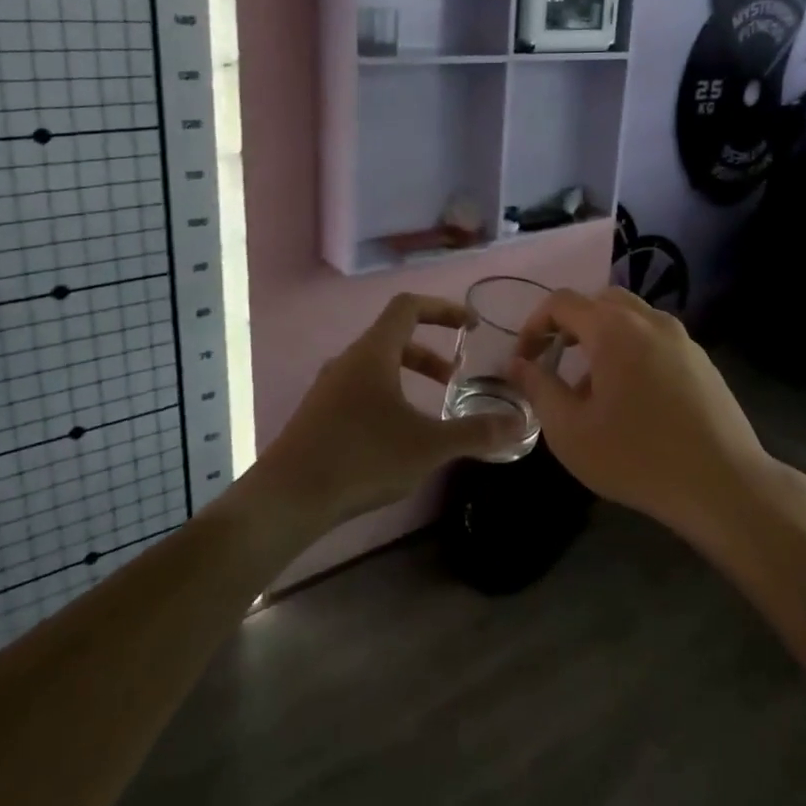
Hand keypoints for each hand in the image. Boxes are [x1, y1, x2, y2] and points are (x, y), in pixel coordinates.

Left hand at [262, 294, 513, 528]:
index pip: (409, 306)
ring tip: (431, 410)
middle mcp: (348, 361)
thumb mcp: (428, 446)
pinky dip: (388, 397)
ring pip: (376, 367)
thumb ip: (475, 432)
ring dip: (409, 377)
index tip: (469, 325)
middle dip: (430, 352)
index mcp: (373, 353)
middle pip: (394, 337)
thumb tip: (520, 424)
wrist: (286, 499)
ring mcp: (328, 388)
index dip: (443, 309)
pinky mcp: (317, 415)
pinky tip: (397, 438)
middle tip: (454, 377)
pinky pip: (361, 390)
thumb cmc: (361, 458)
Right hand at [505, 288, 770, 533]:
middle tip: (556, 361)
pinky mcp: (702, 360)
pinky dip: (633, 351)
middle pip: (600, 301)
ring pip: (632, 319)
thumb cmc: (636, 457)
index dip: (534, 324)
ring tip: (593, 388)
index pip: (562, 302)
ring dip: (603, 339)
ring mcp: (682, 338)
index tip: (525, 359)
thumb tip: (517, 364)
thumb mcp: (571, 431)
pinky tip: (633, 400)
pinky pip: (656, 340)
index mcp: (614, 329)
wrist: (722, 484)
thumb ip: (539, 388)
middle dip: (571, 325)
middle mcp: (650, 320)